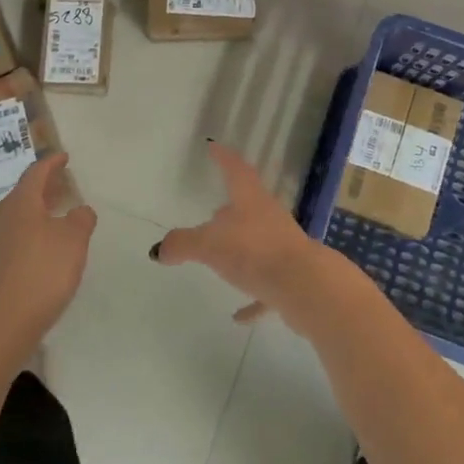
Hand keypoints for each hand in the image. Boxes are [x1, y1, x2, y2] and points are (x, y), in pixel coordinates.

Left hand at [0, 154, 96, 349]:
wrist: (3, 322)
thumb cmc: (42, 270)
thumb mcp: (74, 240)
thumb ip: (81, 219)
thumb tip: (80, 210)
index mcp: (21, 202)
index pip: (36, 172)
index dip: (52, 162)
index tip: (64, 156)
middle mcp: (3, 216)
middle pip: (24, 193)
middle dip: (44, 187)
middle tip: (63, 183)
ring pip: (19, 216)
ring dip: (38, 210)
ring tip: (59, 214)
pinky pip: (16, 237)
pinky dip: (33, 232)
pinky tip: (47, 246)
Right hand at [152, 143, 336, 329]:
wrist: (305, 286)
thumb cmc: (254, 252)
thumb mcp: (209, 245)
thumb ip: (182, 244)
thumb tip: (158, 250)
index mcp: (251, 200)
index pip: (235, 170)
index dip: (224, 158)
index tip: (214, 147)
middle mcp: (269, 217)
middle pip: (249, 205)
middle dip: (232, 206)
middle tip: (214, 210)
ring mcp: (283, 247)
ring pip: (259, 241)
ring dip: (242, 247)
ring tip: (222, 257)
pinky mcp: (290, 278)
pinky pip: (266, 284)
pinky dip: (253, 296)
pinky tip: (239, 315)